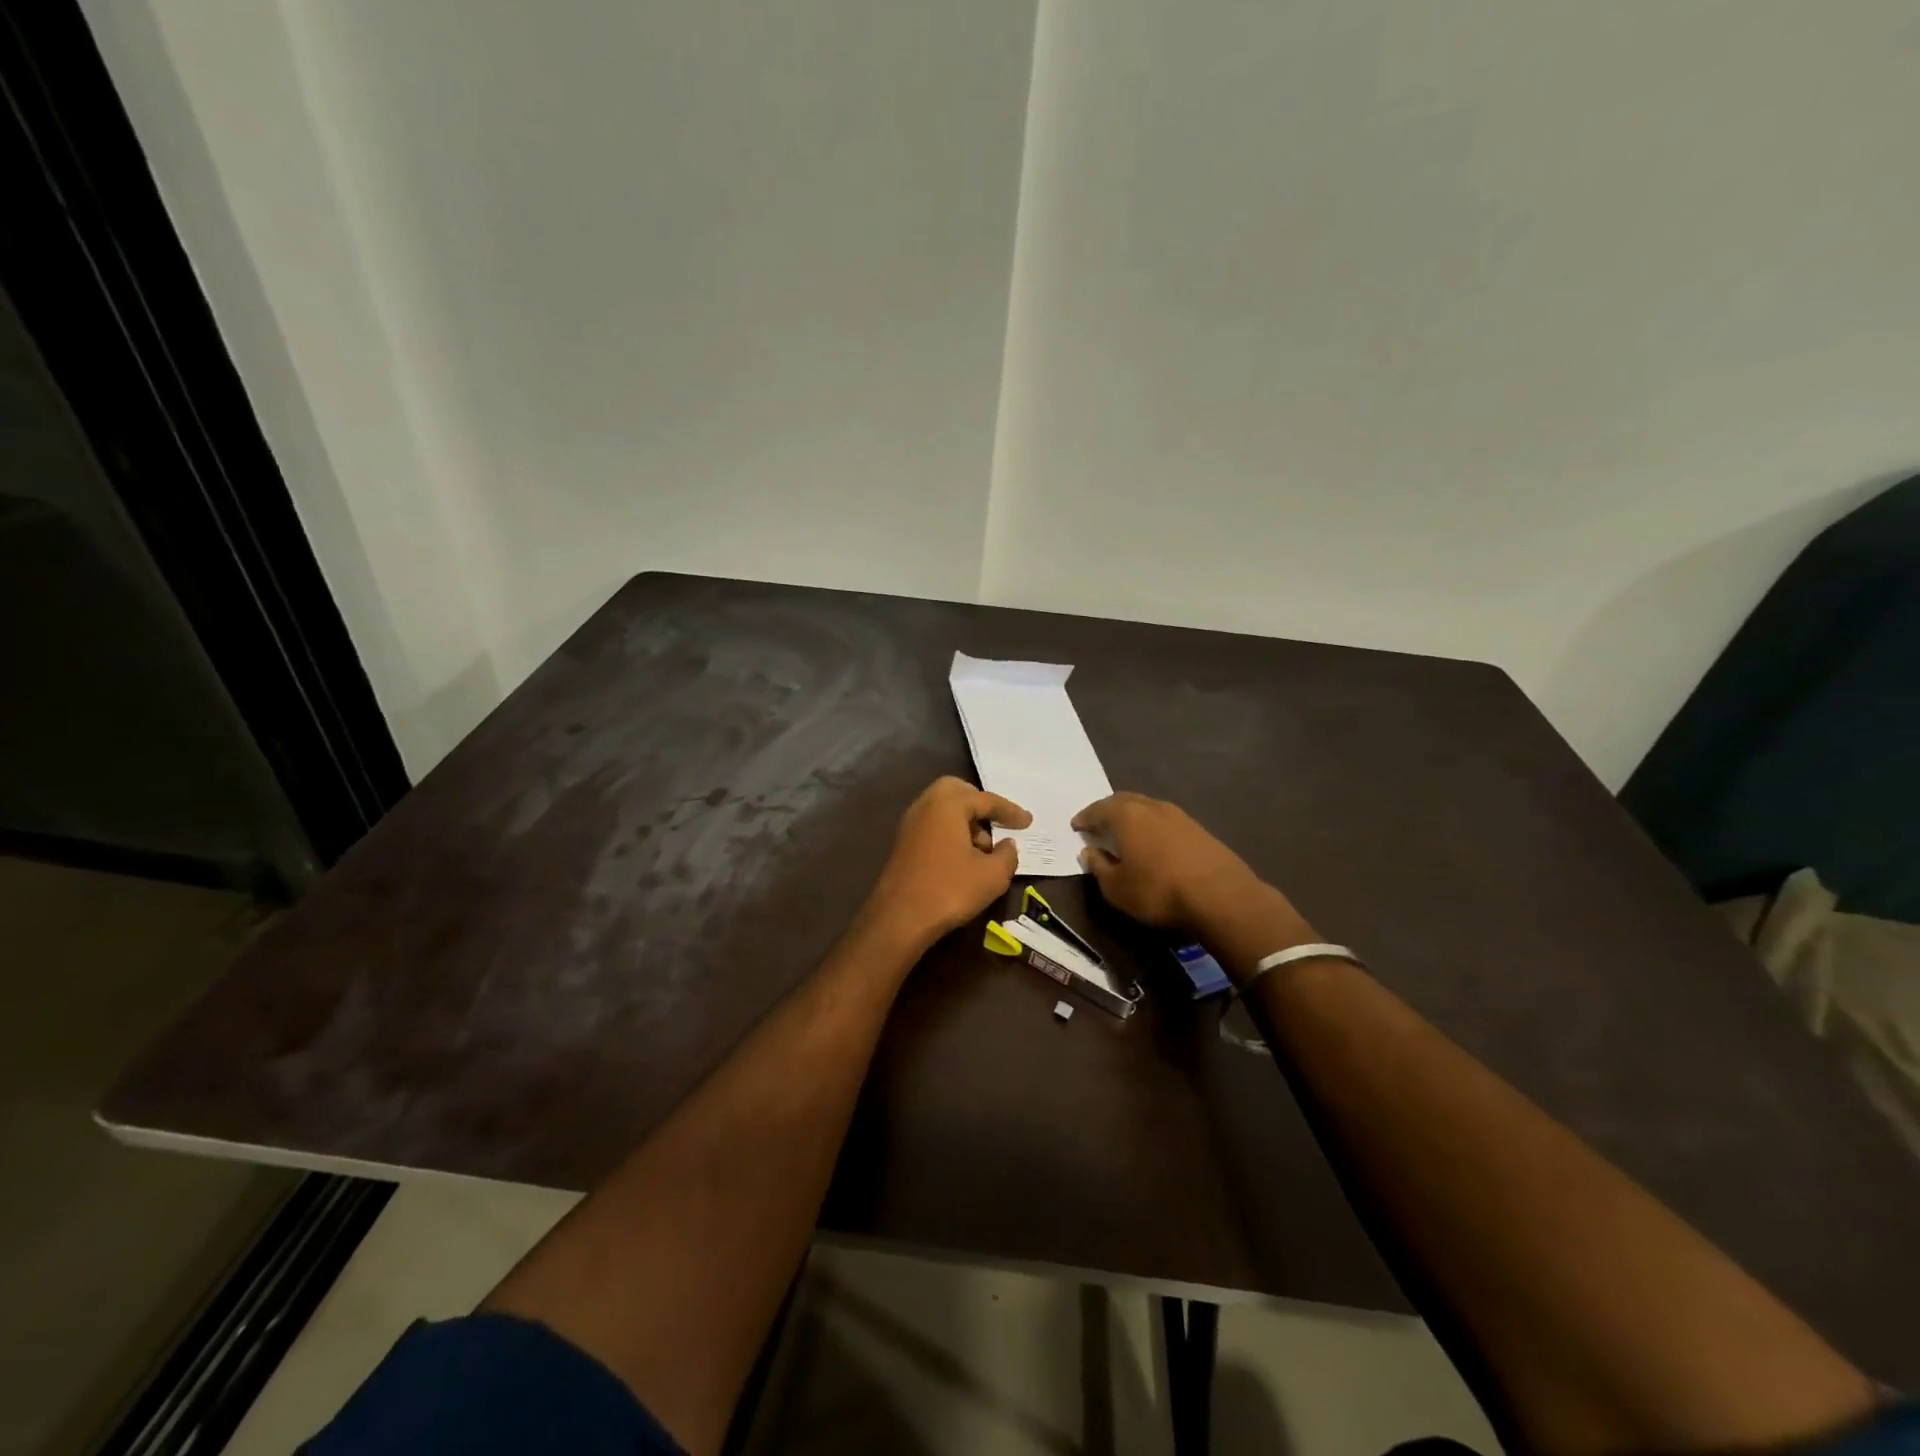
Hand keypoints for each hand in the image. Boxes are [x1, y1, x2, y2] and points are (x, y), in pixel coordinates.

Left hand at [862, 777, 1031, 948]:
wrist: (899, 918)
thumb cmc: (949, 889)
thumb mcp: (992, 875)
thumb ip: (1007, 854)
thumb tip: (1007, 844)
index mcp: (947, 804)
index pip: (986, 800)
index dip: (1010, 811)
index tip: (1028, 821)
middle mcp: (925, 806)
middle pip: (957, 792)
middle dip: (979, 804)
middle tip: (997, 821)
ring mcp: (910, 824)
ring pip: (943, 809)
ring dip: (965, 821)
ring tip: (984, 849)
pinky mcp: (903, 844)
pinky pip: (933, 826)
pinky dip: (951, 833)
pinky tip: (963, 859)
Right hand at [1072, 791, 1263, 929]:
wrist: (1221, 895)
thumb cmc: (1158, 890)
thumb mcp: (1116, 888)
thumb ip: (1099, 867)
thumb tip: (1089, 852)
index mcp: (1125, 815)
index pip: (1097, 810)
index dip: (1085, 818)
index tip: (1077, 826)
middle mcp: (1150, 806)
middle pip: (1123, 800)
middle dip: (1108, 810)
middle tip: (1099, 823)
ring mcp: (1178, 815)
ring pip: (1147, 807)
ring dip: (1133, 816)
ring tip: (1125, 832)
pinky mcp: (1198, 828)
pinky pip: (1165, 820)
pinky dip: (1152, 826)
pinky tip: (1154, 841)